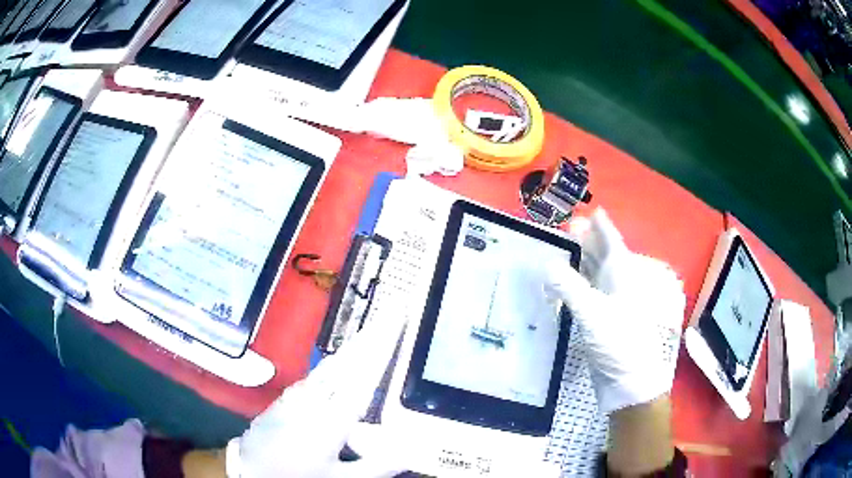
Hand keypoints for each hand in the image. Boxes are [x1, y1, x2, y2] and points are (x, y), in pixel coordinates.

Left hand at [227, 314, 405, 477]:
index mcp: (331, 419)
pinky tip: (341, 361)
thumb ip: (376, 466)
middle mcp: (314, 399)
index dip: (380, 349)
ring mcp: (297, 396)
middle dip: (369, 339)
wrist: (249, 468)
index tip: (393, 323)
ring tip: (372, 332)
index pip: (363, 377)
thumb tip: (409, 453)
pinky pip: (317, 374)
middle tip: (389, 316)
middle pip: (347, 364)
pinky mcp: (287, 397)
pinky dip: (335, 363)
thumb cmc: (297, 476)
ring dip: (353, 348)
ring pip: (331, 366)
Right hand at [544, 209, 685, 412]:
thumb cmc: (619, 343)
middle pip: (601, 255)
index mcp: (622, 275)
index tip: (592, 210)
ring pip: (593, 274)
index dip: (602, 226)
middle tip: (566, 228)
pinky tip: (560, 284)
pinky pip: (585, 294)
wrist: (628, 383)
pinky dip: (573, 286)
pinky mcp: (599, 321)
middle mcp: (617, 285)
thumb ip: (570, 287)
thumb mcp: (594, 314)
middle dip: (586, 241)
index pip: (612, 242)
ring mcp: (609, 304)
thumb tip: (546, 263)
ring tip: (560, 250)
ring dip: (579, 262)